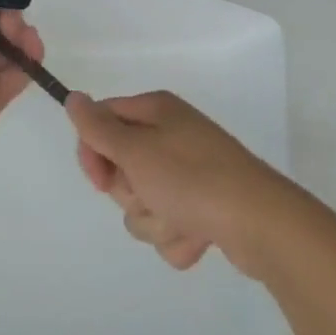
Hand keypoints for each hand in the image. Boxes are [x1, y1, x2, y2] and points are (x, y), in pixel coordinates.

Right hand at [67, 90, 302, 274]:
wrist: (261, 224)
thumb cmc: (192, 178)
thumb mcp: (136, 150)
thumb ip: (98, 128)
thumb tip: (73, 98)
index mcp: (156, 111)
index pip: (103, 121)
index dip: (94, 152)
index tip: (100, 178)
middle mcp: (171, 136)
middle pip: (122, 167)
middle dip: (131, 192)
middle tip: (151, 194)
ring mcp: (190, 174)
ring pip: (144, 203)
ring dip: (155, 219)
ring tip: (181, 219)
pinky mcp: (205, 208)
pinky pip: (170, 226)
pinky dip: (179, 236)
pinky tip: (198, 236)